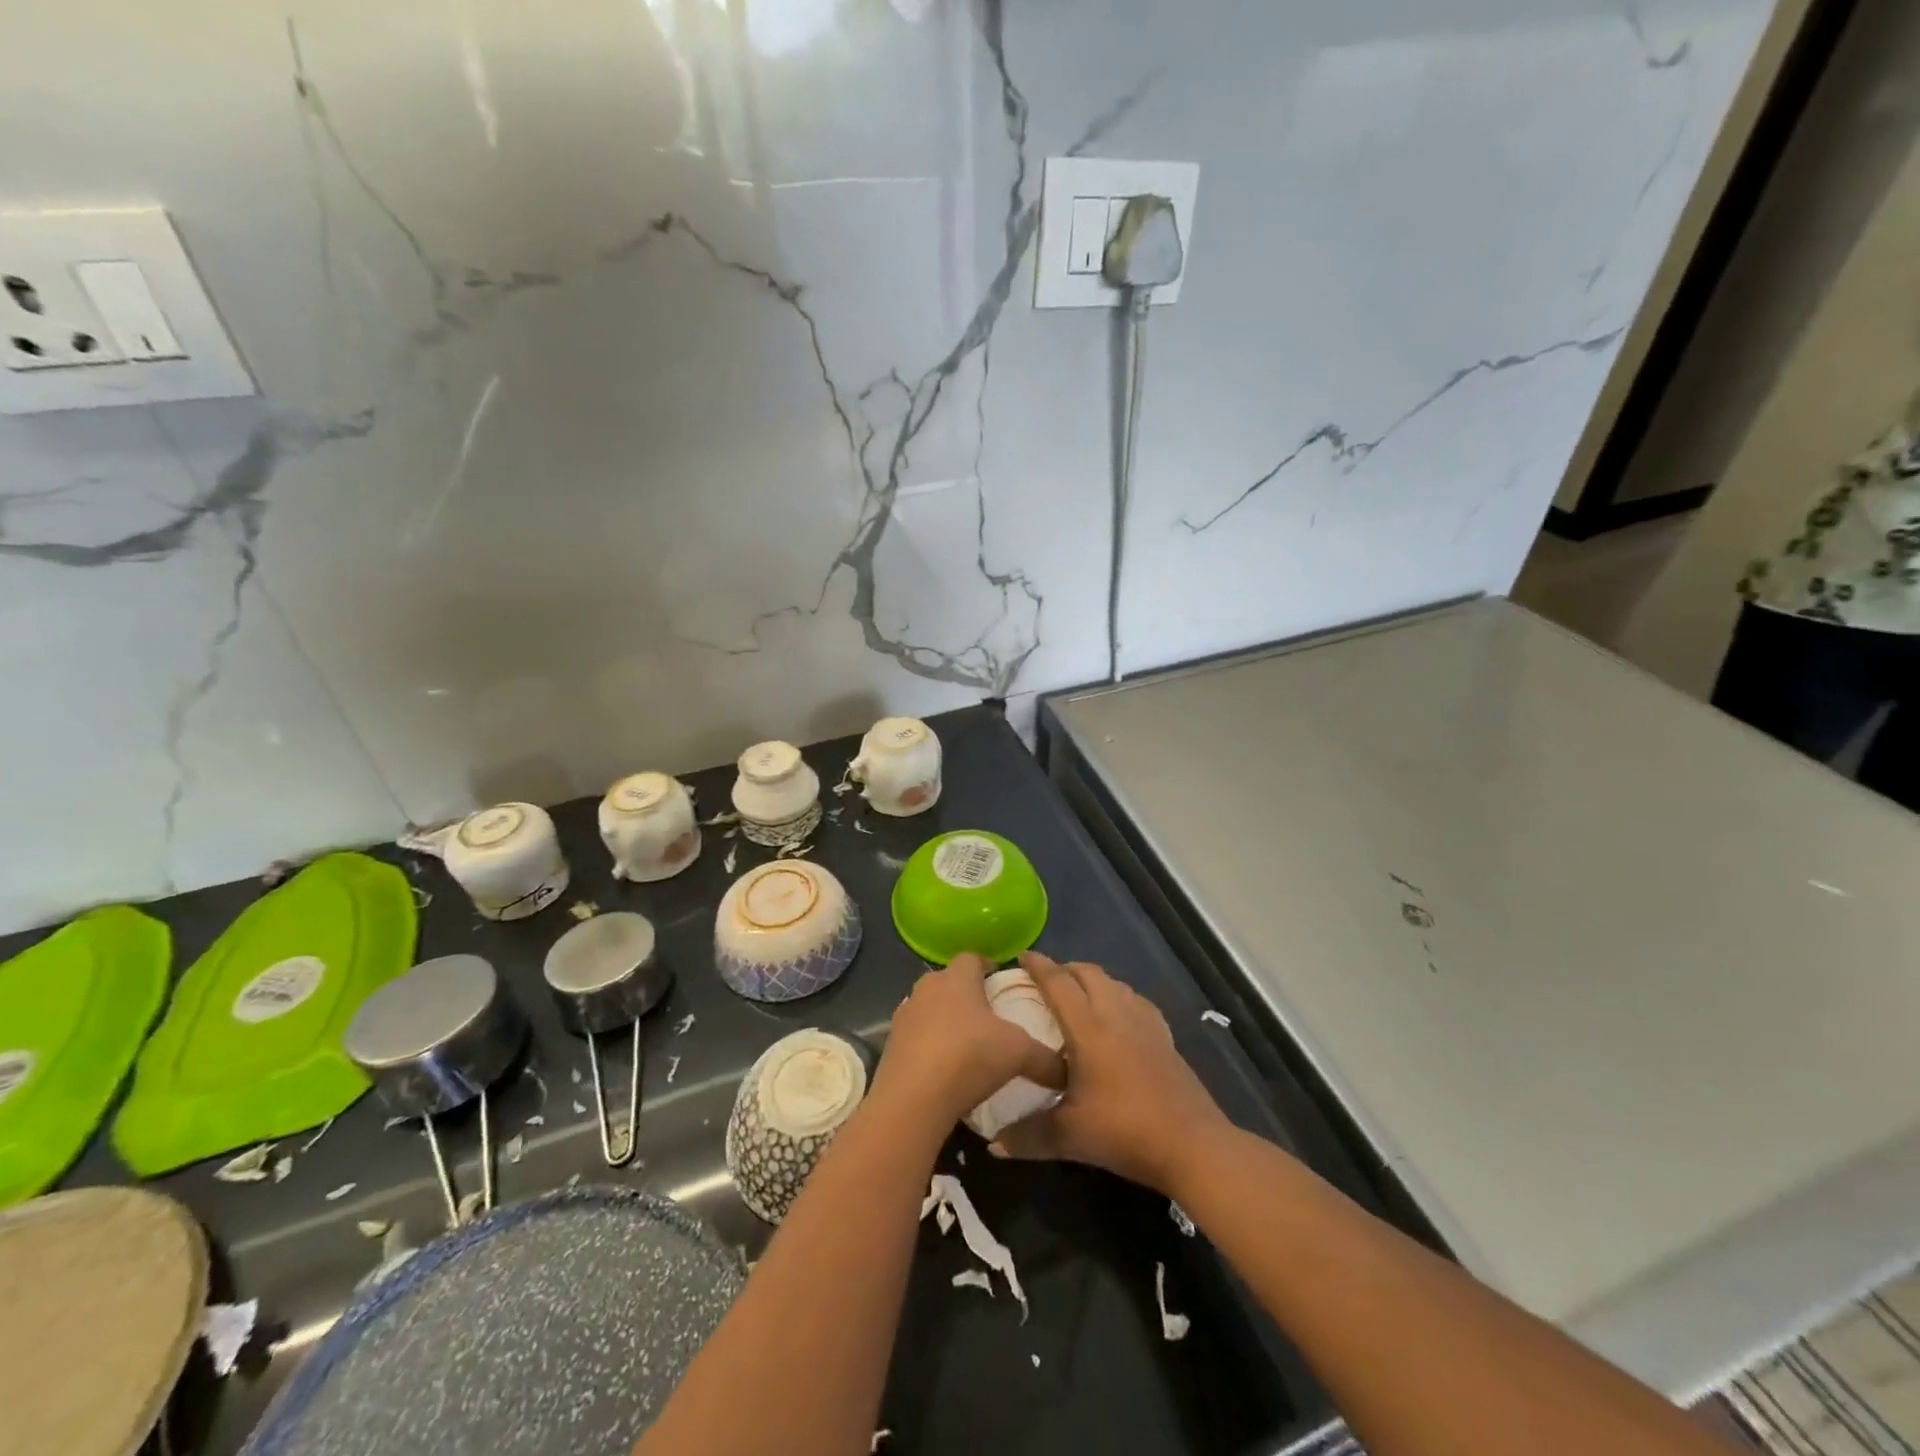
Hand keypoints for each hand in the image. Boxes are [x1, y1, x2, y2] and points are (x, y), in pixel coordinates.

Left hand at [871, 953, 1066, 1127]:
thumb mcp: (1019, 1054)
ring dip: (946, 1020)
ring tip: (968, 1044)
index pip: (972, 957)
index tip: (1001, 981)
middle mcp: (927, 987)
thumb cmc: (969, 1057)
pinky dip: (930, 1045)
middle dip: (968, 994)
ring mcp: (905, 1015)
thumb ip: (1046, 1058)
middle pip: (950, 981)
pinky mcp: (891, 1044)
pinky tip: (945, 1069)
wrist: (913, 1099)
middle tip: (990, 1016)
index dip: (988, 966)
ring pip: (931, 1008)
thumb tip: (1067, 1070)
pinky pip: (916, 1036)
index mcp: (957, 978)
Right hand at [991, 952, 1229, 1194]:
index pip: (1058, 982)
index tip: (1020, 957)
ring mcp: (1145, 1022)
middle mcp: (1116, 1013)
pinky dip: (1119, 998)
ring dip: (1093, 981)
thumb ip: (1027, 1136)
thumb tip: (992, 1145)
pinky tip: (1118, 1019)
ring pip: (1114, 983)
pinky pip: (1136, 1002)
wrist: (1191, 1144)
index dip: (1037, 965)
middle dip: (1065, 969)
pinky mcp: (1164, 1036)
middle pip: (1088, 973)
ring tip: (1078, 997)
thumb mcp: (1069, 1137)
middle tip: (1045, 981)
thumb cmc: (1124, 1130)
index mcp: (1088, 1027)